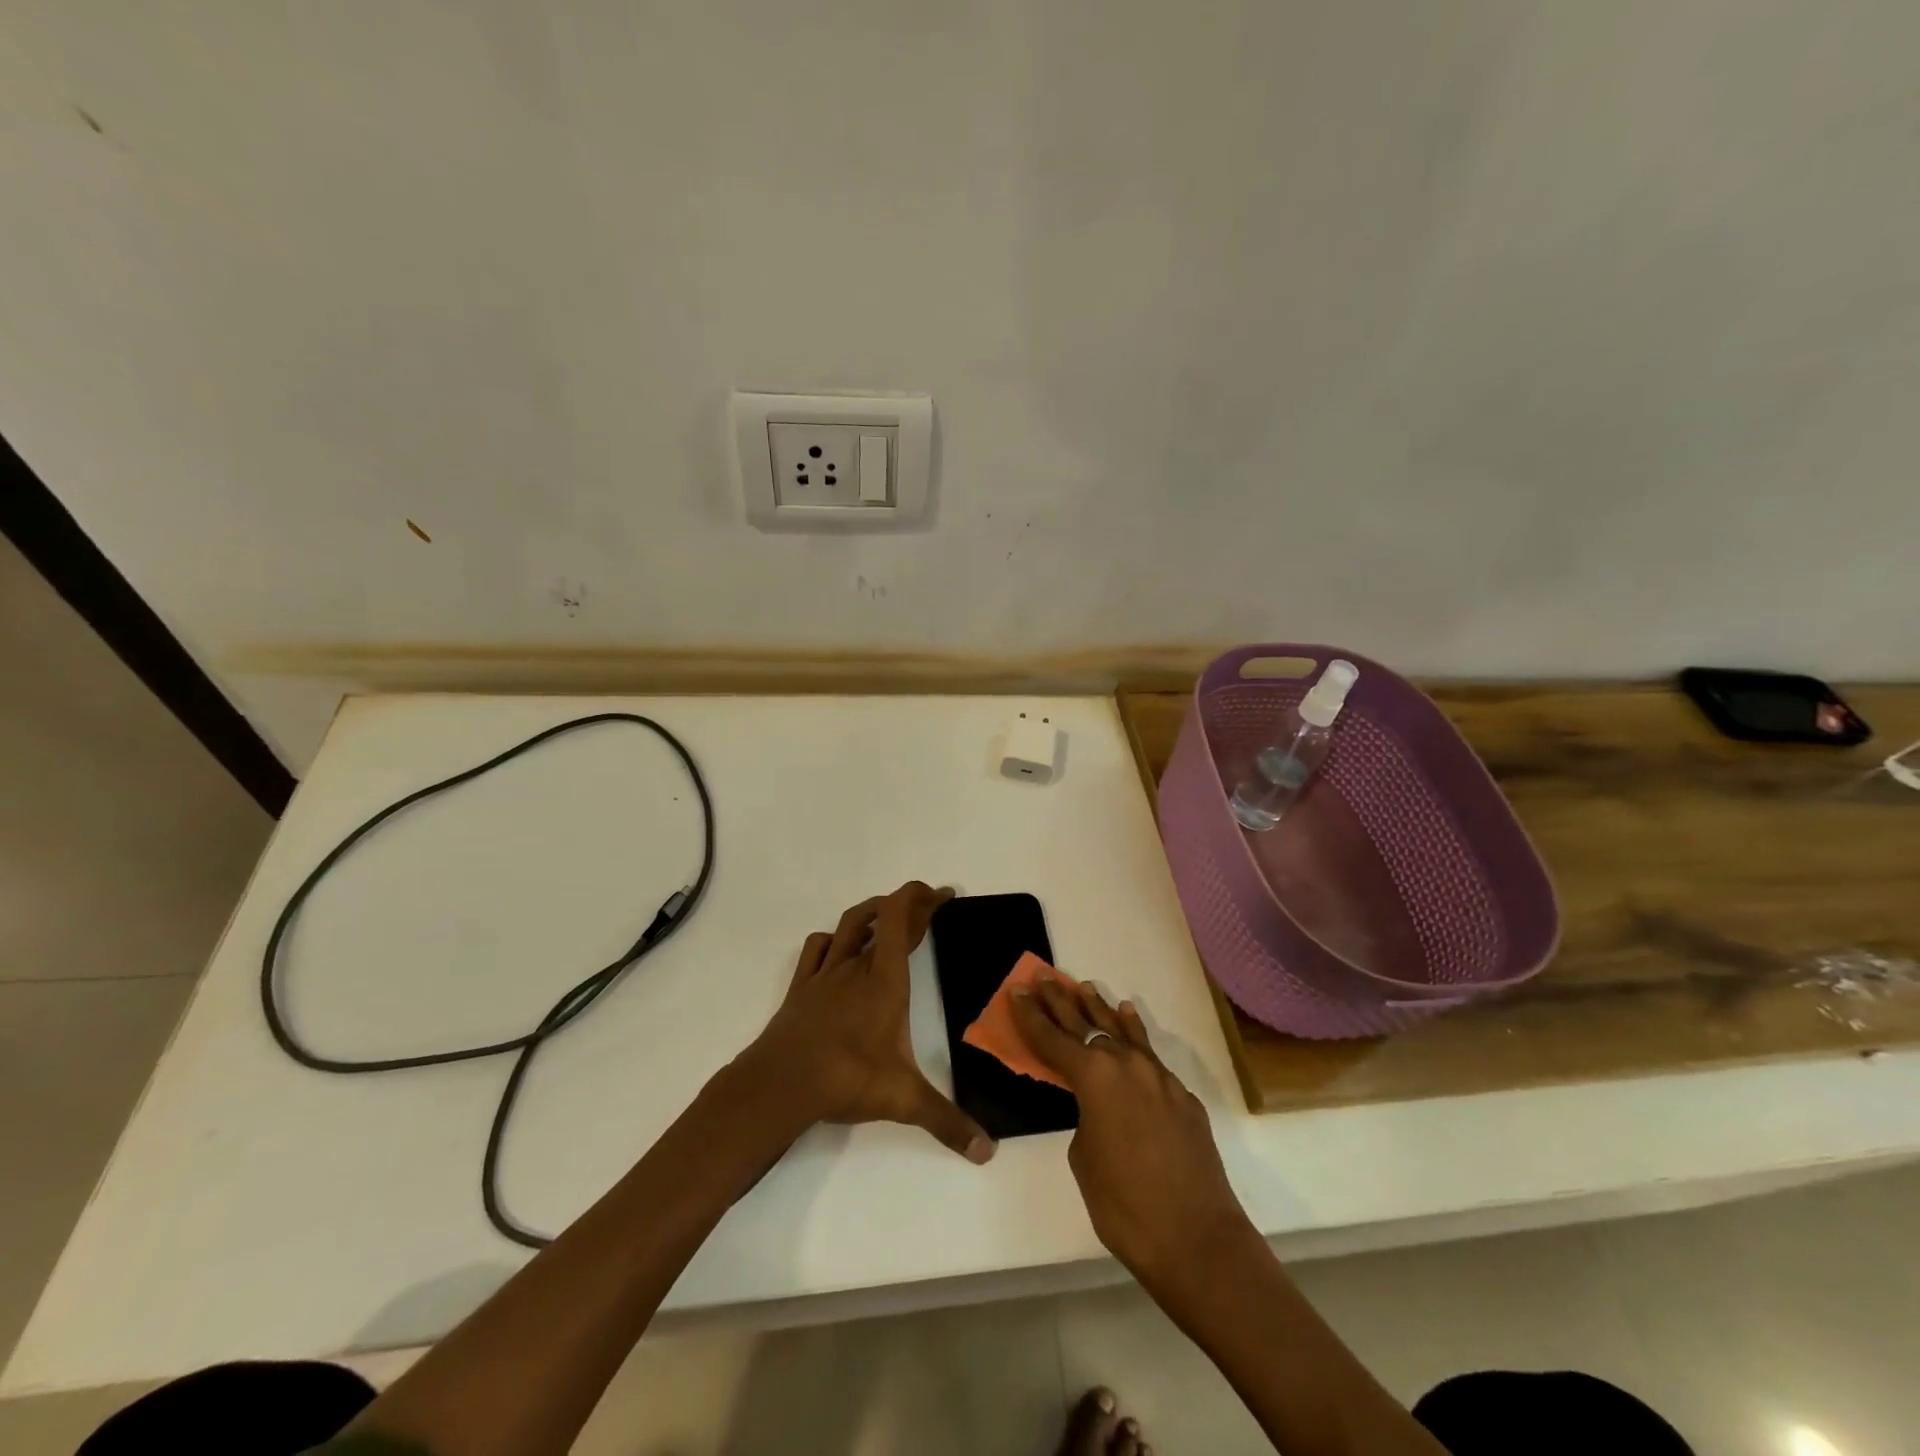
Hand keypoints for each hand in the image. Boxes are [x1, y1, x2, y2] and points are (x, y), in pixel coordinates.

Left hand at [739, 882, 994, 1163]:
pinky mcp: (800, 988)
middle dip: (909, 905)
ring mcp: (824, 975)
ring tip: (888, 916)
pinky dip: (832, 939)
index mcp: (885, 981)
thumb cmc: (846, 1079)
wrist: (780, 1084)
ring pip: (848, 925)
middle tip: (930, 904)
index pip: (901, 919)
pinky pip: (816, 949)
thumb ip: (947, 1122)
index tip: (943, 894)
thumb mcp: (903, 1101)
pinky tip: (837, 946)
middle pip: (882, 918)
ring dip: (871, 913)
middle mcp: (856, 968)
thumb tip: (987, 1151)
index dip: (922, 898)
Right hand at [1011, 979, 1254, 1290]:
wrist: (1198, 1239)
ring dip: (1100, 1009)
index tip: (1017, 990)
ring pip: (1122, 1031)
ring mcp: (1159, 1077)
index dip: (1031, 1016)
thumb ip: (1085, 1118)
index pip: (1053, 1038)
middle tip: (1043, 977)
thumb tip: (1099, 1108)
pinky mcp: (1182, 1096)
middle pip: (1086, 1024)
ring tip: (1085, 986)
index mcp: (1095, 1078)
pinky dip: (1134, 1034)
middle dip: (1061, 1001)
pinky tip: (1129, 1019)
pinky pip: (1150, 1055)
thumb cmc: (1126, 1205)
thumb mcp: (1084, 1158)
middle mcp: (1127, 1065)